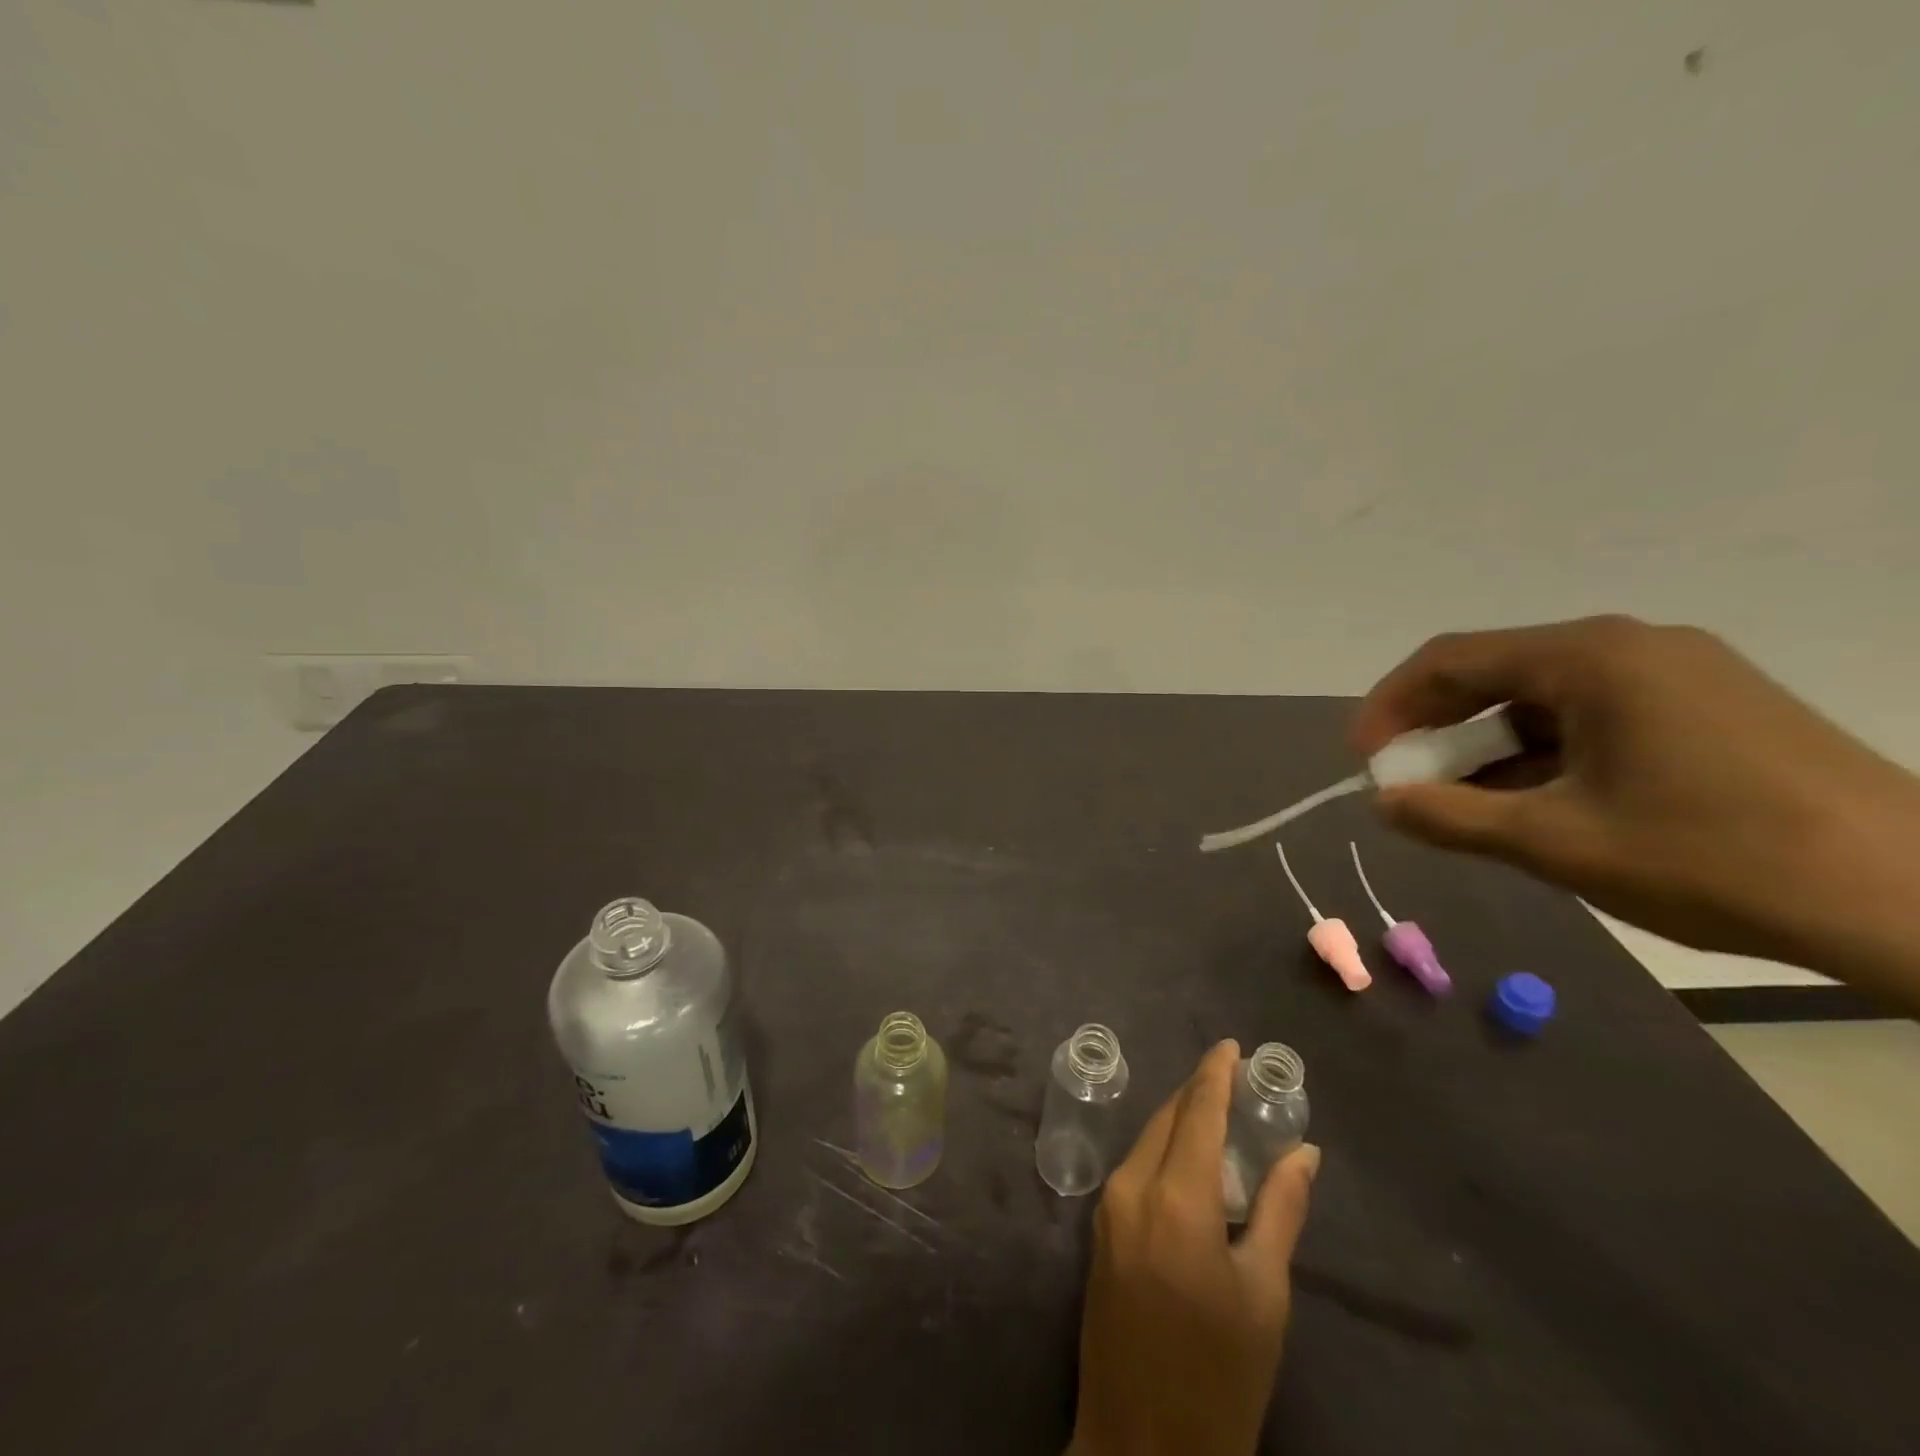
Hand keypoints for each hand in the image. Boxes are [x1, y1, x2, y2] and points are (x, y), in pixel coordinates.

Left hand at [1070, 1041, 1319, 1455]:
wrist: (1142, 1445)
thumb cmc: (1219, 1374)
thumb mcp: (1264, 1294)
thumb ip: (1281, 1211)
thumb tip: (1303, 1152)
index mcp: (1173, 1198)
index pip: (1196, 1114)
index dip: (1214, 1074)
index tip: (1231, 1045)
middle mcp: (1130, 1187)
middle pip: (1167, 1119)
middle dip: (1199, 1093)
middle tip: (1234, 1078)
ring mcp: (1108, 1208)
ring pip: (1147, 1141)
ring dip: (1181, 1121)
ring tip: (1220, 1113)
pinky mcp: (1100, 1230)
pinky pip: (1136, 1169)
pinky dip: (1164, 1151)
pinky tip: (1191, 1162)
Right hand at [1353, 615, 1919, 1010]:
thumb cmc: (1714, 858)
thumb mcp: (1556, 843)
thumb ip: (1450, 818)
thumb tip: (1383, 803)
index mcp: (1590, 658)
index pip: (1450, 661)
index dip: (1390, 706)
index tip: (1362, 759)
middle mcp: (1630, 646)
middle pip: (1495, 675)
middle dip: (1438, 731)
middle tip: (1407, 785)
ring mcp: (1678, 673)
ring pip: (1543, 700)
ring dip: (1489, 749)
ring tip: (1465, 807)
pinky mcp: (1710, 707)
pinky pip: (1593, 717)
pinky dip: (1544, 756)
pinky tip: (1534, 804)